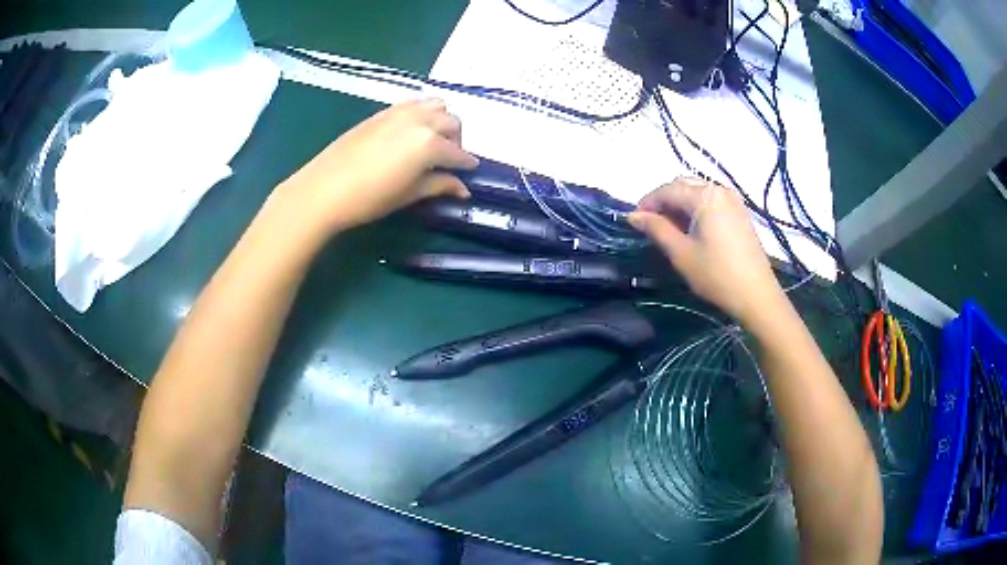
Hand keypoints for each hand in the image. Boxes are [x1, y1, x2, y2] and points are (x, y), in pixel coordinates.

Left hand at [276, 98, 477, 233]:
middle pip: (452, 122)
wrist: (324, 189)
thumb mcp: (408, 194)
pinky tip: (411, 131)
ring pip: (435, 105)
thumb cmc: (369, 198)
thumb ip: (438, 185)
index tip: (469, 172)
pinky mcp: (382, 112)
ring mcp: (400, 112)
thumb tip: (463, 188)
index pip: (458, 152)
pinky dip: (422, 113)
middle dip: (457, 139)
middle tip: (447, 159)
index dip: (466, 164)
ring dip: (441, 120)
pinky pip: (413, 104)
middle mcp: (420, 120)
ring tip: (431, 140)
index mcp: (430, 143)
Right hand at [628, 177, 784, 325]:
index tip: (634, 220)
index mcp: (705, 196)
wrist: (756, 295)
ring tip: (669, 228)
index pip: (668, 189)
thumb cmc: (716, 275)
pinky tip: (691, 228)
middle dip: (664, 201)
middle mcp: (720, 190)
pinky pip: (712, 200)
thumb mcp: (682, 253)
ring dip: (680, 205)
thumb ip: (657, 229)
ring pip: (698, 192)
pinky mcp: (740, 213)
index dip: (648, 202)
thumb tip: (633, 215)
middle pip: (683, 185)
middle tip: (650, 224)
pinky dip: (696, 209)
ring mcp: (733, 200)